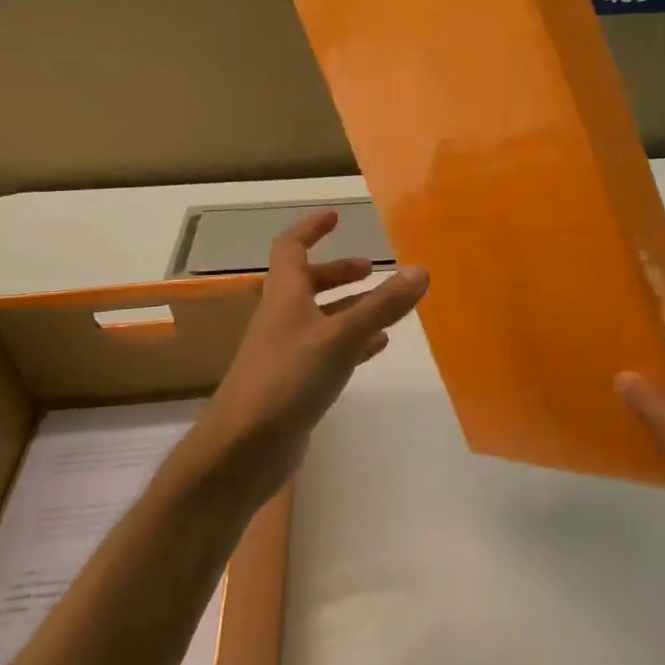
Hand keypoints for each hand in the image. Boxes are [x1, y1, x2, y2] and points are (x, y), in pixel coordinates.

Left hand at [196, 211, 426, 504]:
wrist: (244, 448)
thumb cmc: (288, 379)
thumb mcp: (341, 337)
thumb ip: (382, 305)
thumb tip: (421, 270)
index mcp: (284, 297)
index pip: (290, 248)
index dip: (311, 229)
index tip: (336, 217)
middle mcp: (282, 319)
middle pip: (307, 283)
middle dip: (339, 272)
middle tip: (372, 269)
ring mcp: (286, 353)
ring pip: (321, 319)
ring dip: (350, 308)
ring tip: (386, 308)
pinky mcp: (294, 384)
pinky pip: (327, 351)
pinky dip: (352, 343)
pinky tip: (377, 348)